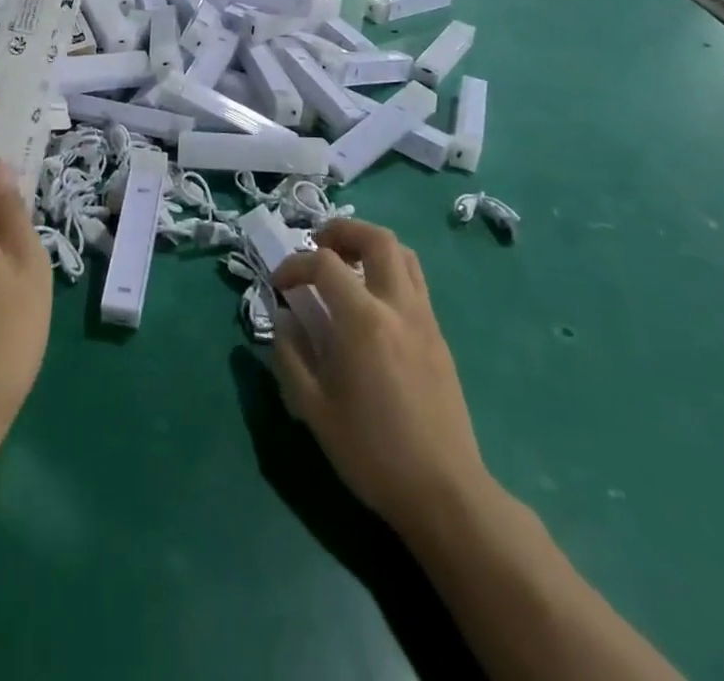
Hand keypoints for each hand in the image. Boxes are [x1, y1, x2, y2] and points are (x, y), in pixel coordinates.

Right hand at [269, 219, 486, 527]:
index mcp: (363, 320)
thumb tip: (283, 319)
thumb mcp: (314, 409)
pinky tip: (370, 303)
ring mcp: (424, 319)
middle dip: (343, 231)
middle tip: (318, 245)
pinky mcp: (439, 337)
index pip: (324, 264)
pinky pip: (415, 283)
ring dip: (371, 246)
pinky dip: (389, 272)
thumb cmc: (372, 452)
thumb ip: (291, 355)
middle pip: (377, 239)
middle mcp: (398, 307)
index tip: (279, 285)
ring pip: (404, 255)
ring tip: (346, 264)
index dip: (295, 265)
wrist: (444, 493)